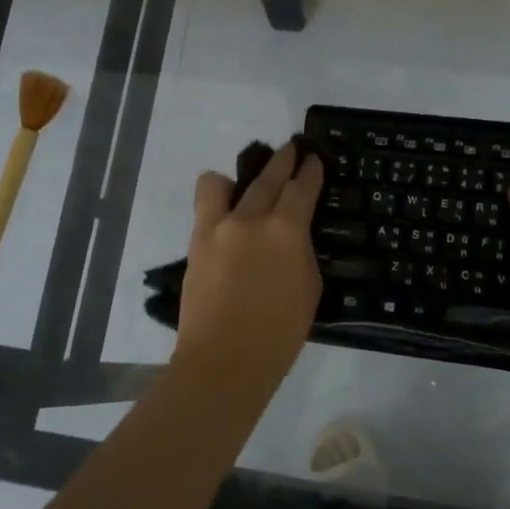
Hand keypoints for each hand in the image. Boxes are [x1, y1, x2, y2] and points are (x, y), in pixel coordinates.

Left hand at [176, 141, 324, 396]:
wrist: (225, 360)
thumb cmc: (279, 333)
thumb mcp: (308, 288)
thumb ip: (299, 252)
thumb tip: (290, 237)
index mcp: (287, 231)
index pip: (302, 188)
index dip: (311, 171)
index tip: (314, 159)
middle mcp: (251, 219)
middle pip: (268, 177)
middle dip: (282, 160)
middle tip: (291, 148)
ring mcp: (218, 227)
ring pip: (221, 183)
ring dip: (236, 179)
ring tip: (242, 190)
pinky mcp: (196, 242)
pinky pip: (204, 207)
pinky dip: (216, 204)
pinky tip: (224, 217)